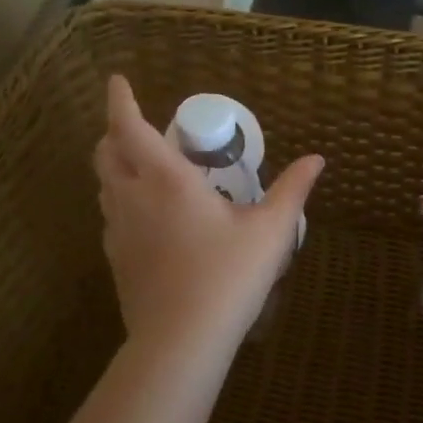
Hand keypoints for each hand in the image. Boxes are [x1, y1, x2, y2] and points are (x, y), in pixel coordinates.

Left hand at [94, 75, 323, 359]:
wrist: (181, 341)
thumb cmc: (228, 276)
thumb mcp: (270, 231)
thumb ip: (292, 190)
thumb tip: (317, 160)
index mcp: (166, 179)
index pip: (129, 126)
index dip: (119, 100)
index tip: (117, 81)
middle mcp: (133, 197)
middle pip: (106, 153)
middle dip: (115, 132)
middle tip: (137, 126)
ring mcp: (117, 231)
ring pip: (105, 186)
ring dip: (117, 167)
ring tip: (145, 168)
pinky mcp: (115, 261)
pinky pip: (111, 217)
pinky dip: (122, 202)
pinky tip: (149, 219)